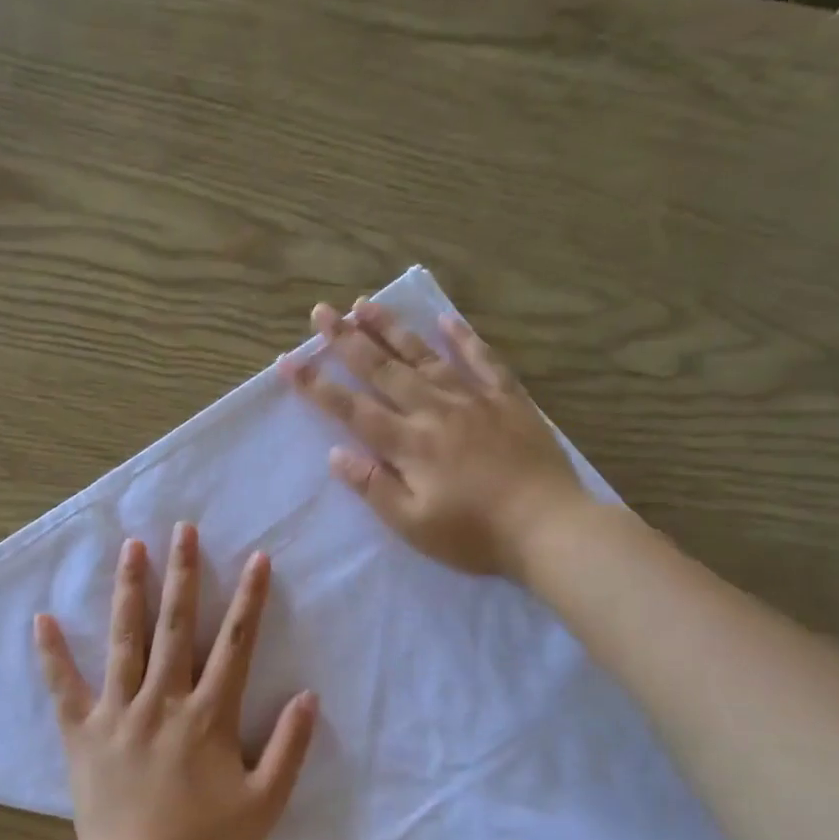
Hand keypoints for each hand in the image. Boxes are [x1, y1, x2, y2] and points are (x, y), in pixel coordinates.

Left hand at [34, 523, 318, 839]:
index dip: (248, 599)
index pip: (234, 644)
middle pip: (174, 626)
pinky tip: (42, 619)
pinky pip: (64, 687)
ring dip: (129, 591)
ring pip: (124, 641)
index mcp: (208, 715)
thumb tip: (307, 696)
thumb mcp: (264, 803)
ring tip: (131, 547)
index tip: (255, 558)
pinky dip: (52, 654)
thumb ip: (289, 748)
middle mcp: (162, 701)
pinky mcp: (82, 733)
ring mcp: (117, 713)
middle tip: (182, 529)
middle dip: (182, 574)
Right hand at [281, 298, 588, 578]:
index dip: (317, 386)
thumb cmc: (474, 535)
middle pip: (383, 370)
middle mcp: (434, 411)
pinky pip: (483, 360)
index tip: (289, 361)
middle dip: (347, 340)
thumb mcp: (413, 525)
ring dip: (392, 328)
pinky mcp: (508, 399)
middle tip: (321, 312)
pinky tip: (445, 318)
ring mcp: (473, 400)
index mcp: (409, 445)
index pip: (352, 409)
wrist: (549, 528)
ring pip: (425, 355)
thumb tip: (336, 455)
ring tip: (365, 304)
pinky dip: (463, 337)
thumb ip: (374, 487)